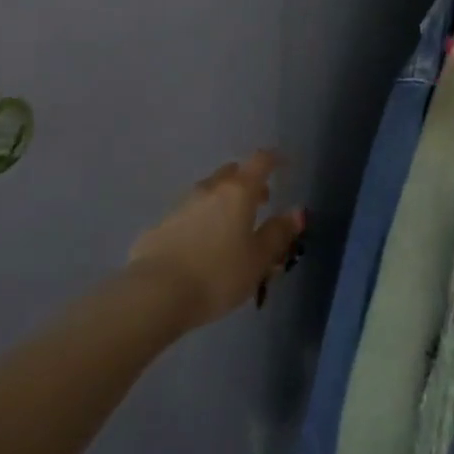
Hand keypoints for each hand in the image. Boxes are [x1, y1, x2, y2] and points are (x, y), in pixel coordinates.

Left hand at [129, 150, 304, 328]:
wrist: (156, 294)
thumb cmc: (218, 275)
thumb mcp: (258, 259)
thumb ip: (278, 233)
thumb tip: (297, 212)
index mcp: (238, 192)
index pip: (261, 161)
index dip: (275, 159)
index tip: (284, 164)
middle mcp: (208, 189)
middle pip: (232, 174)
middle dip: (248, 183)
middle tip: (259, 203)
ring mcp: (180, 205)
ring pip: (208, 193)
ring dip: (223, 202)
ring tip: (231, 229)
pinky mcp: (160, 225)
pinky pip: (188, 214)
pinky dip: (201, 221)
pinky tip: (201, 247)